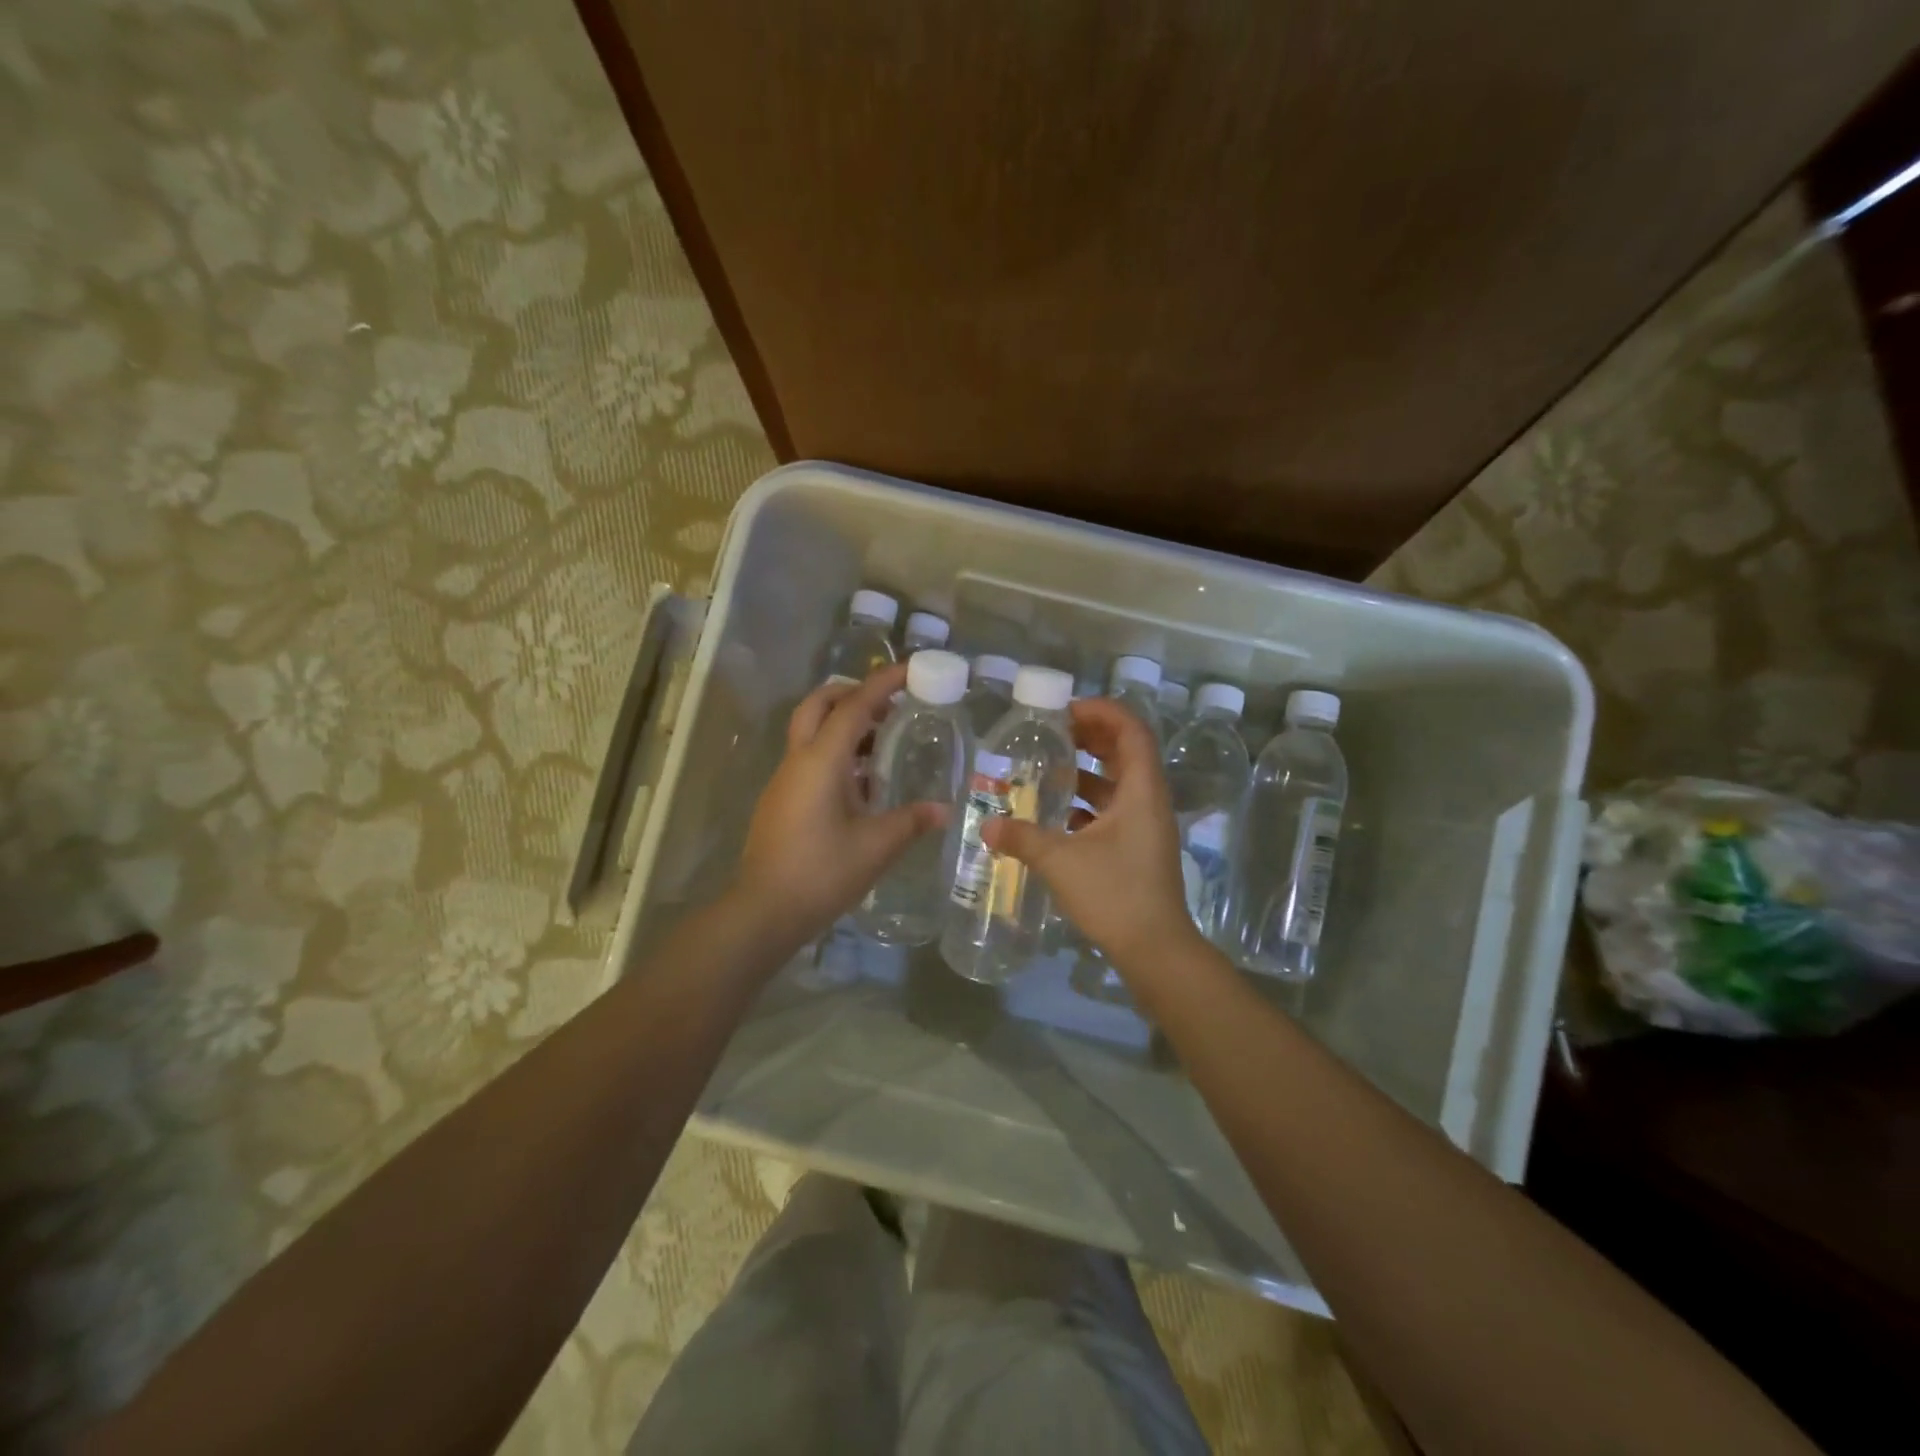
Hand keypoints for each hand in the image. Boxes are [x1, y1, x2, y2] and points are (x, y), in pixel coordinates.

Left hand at [734, 664, 946, 951]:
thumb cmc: (821, 873)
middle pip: (819, 705)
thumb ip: (911, 822)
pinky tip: (861, 782)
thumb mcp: (875, 847)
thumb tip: (944, 810)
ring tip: (882, 741)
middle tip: (888, 704)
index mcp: (821, 761)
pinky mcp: (780, 800)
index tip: (911, 669)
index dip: (883, 683)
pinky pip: (808, 758)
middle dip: (852, 693)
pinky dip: (835, 752)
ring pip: (810, 731)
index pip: (855, 706)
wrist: (763, 911)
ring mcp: (784, 780)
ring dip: (843, 724)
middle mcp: (798, 760)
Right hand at [983, 696, 1204, 976]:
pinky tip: (1059, 813)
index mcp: (1141, 790)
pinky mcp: (1139, 848)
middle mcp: (1149, 800)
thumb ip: (1022, 838)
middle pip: (1126, 751)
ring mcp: (1147, 826)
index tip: (1066, 711)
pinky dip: (1090, 802)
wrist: (1155, 949)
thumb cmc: (1114, 894)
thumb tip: (987, 826)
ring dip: (1090, 769)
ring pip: (1120, 782)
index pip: (1131, 730)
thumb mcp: (1061, 861)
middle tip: (1054, 732)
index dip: (1102, 711)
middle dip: (1092, 736)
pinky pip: (1115, 810)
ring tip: (1052, 766)